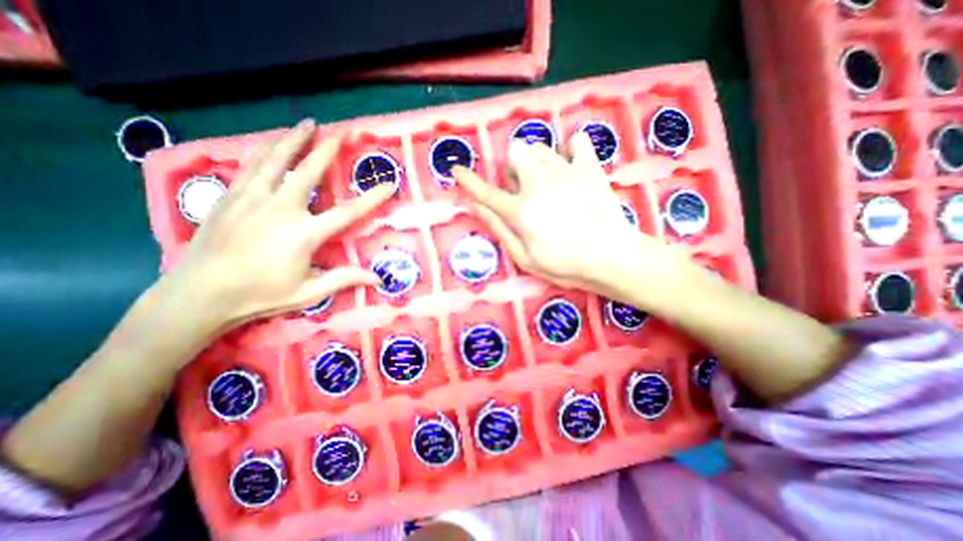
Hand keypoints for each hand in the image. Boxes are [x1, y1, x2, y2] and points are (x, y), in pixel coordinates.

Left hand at [155, 118, 393, 328]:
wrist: (199, 294)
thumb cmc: (261, 295)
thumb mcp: (309, 292)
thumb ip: (344, 279)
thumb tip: (378, 278)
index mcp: (304, 233)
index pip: (348, 211)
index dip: (372, 198)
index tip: (389, 184)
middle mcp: (280, 208)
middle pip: (309, 171)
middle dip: (328, 149)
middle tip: (342, 130)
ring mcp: (252, 198)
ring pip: (276, 159)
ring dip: (294, 139)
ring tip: (307, 124)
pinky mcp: (230, 197)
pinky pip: (250, 165)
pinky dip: (265, 150)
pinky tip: (271, 143)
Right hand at [456, 131, 688, 303]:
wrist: (613, 257)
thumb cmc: (565, 265)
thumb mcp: (525, 258)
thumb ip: (499, 229)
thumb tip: (476, 207)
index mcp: (521, 210)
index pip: (486, 192)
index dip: (469, 181)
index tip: (457, 169)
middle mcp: (539, 184)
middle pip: (515, 153)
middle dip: (513, 168)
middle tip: (524, 189)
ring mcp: (566, 171)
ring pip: (540, 147)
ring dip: (535, 161)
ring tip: (546, 182)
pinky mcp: (590, 168)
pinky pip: (577, 141)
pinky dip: (571, 149)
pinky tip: (572, 165)